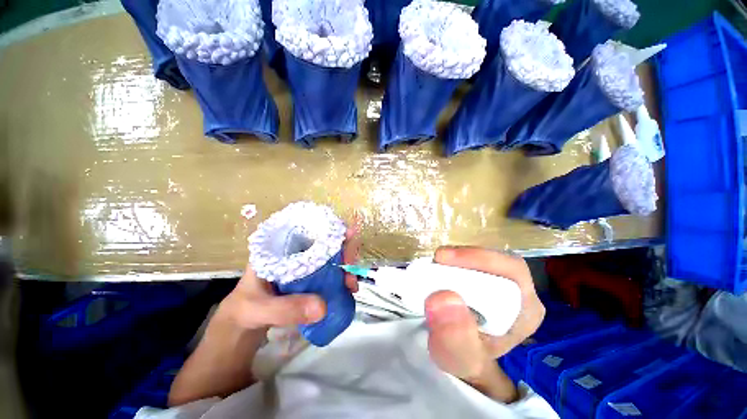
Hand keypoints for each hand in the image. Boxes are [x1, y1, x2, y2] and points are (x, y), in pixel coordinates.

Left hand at [217, 222, 361, 330]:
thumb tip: (323, 307)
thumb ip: (285, 309)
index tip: (348, 235)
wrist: (241, 325)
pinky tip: (347, 289)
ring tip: (351, 285)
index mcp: (280, 245)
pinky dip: (341, 277)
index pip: (309, 227)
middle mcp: (296, 250)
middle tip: (350, 269)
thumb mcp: (258, 309)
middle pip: (326, 240)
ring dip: (345, 266)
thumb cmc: (244, 309)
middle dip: (344, 250)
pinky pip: (331, 271)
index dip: (331, 227)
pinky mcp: (310, 277)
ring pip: (331, 256)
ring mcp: (305, 263)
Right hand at [424, 247, 544, 398]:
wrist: (463, 355)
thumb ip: (455, 337)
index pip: (511, 271)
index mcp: (525, 310)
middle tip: (436, 260)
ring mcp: (501, 282)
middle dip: (464, 257)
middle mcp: (518, 292)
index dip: (479, 259)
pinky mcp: (484, 277)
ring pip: (482, 257)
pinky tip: (439, 268)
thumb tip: (443, 298)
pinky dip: (452, 261)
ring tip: (435, 265)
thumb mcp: (459, 358)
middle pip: (495, 260)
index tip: (443, 259)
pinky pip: (470, 261)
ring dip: (456, 258)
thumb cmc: (466, 359)